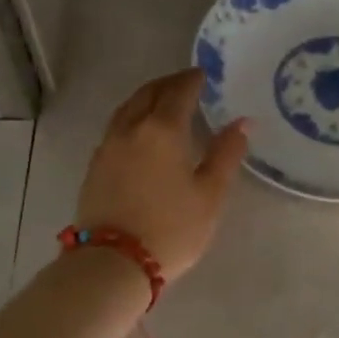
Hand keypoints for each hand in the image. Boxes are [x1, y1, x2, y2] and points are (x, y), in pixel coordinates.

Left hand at [77, 69, 248, 279]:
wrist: (112, 263)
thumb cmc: (171, 229)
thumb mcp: (210, 195)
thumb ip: (226, 154)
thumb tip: (242, 122)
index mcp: (163, 130)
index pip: (179, 92)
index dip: (193, 80)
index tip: (204, 74)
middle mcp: (132, 128)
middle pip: (149, 93)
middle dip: (169, 83)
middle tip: (186, 82)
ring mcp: (108, 146)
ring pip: (128, 108)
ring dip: (147, 97)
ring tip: (163, 101)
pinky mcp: (95, 165)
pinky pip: (117, 126)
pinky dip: (133, 116)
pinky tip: (140, 131)